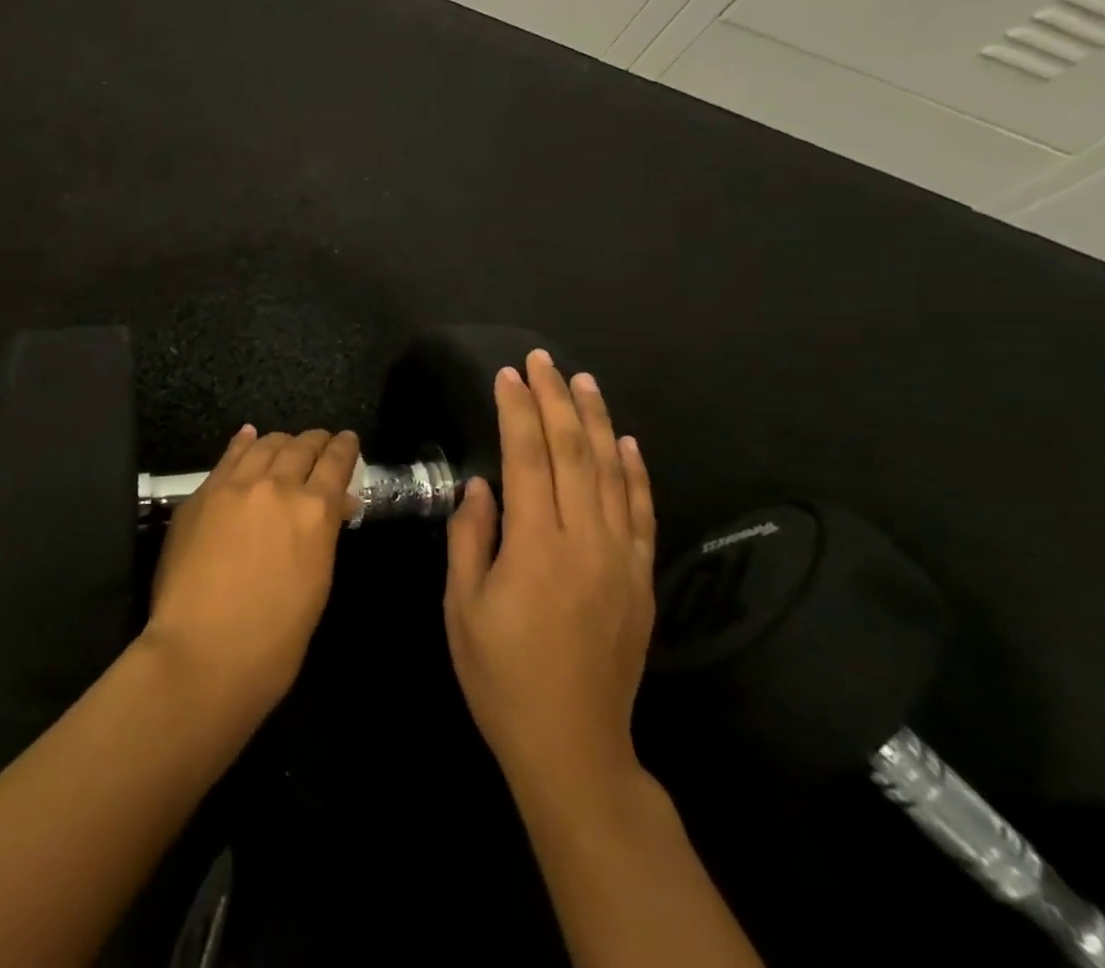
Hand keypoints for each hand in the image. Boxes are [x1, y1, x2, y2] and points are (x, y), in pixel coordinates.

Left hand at [141, 426, 359, 723]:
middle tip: (321, 442)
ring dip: (281, 441)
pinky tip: (249, 436)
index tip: (348, 439)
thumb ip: (323, 536)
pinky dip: (244, 443)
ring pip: (265, 445)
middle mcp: (278, 486)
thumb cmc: (273, 639)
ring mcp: (235, 486)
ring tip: (287, 442)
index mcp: (315, 512)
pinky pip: (228, 457)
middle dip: (315, 441)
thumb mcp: (316, 584)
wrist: (202, 652)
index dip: (344, 448)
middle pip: (301, 447)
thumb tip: (334, 507)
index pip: (336, 463)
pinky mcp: (202, 494)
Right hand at [444, 351, 656, 800]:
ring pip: (613, 474)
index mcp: (535, 548)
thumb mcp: (462, 607)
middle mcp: (585, 543)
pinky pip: (642, 514)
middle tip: (542, 360)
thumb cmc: (501, 675)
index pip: (528, 459)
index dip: (518, 411)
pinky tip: (627, 441)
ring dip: (598, 422)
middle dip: (556, 400)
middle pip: (574, 454)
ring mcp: (621, 560)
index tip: (508, 374)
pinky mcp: (641, 580)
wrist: (572, 746)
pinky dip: (636, 472)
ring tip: (584, 381)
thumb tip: (483, 486)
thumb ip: (471, 538)